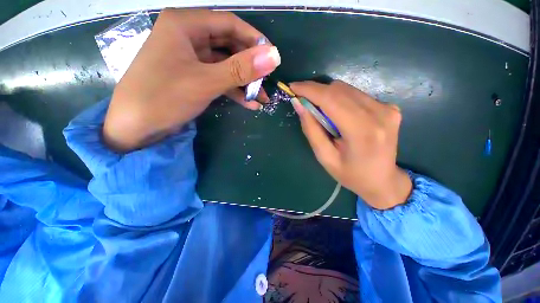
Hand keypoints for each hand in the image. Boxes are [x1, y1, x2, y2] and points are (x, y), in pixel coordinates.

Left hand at [103, 9, 280, 151]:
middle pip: (229, 46)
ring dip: (245, 83)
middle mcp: (188, 37)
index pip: (229, 24)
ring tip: (262, 98)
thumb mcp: (206, 81)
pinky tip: (249, 104)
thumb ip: (241, 69)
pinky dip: (234, 92)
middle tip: (267, 83)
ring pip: (226, 66)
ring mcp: (190, 60)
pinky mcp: (192, 78)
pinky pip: (218, 80)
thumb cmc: (164, 97)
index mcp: (185, 25)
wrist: (136, 127)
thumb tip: (274, 56)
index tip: (271, 58)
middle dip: (250, 67)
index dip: (254, 40)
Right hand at [290, 80, 411, 209]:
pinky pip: (356, 95)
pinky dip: (340, 99)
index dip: (309, 90)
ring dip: (327, 95)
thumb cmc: (350, 174)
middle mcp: (379, 114)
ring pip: (347, 89)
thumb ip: (311, 129)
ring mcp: (388, 108)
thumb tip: (299, 104)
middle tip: (302, 101)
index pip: (331, 99)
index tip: (293, 87)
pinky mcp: (389, 107)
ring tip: (319, 111)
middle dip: (316, 91)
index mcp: (362, 131)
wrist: (382, 180)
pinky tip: (337, 114)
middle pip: (339, 90)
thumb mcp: (325, 157)